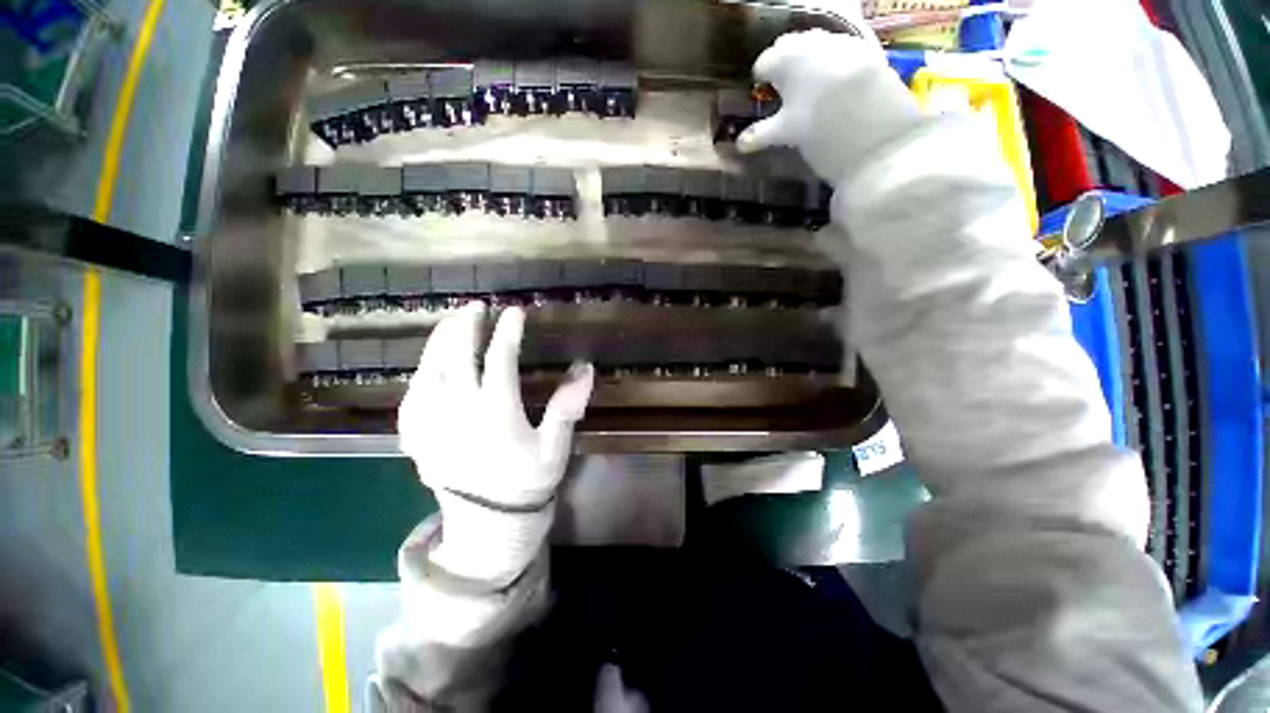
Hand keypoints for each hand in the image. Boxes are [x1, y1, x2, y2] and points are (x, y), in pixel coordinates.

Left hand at [398, 302, 594, 582]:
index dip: (507, 333)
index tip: (515, 313)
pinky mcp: (416, 438)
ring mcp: (431, 425)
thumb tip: (584, 367)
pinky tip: (427, 364)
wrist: (488, 524)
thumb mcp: (554, 447)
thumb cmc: (526, 482)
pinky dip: (419, 373)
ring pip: (428, 372)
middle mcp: (458, 412)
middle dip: (466, 328)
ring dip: (439, 343)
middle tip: (474, 307)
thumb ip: (567, 407)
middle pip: (456, 358)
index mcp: (495, 413)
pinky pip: (411, 397)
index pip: (499, 361)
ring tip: (450, 324)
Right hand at [737, 29, 922, 184]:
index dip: (761, 80)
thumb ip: (761, 134)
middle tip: (784, 90)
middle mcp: (811, 41)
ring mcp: (840, 41)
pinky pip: (841, 51)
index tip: (763, 93)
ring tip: (810, 88)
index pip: (764, 64)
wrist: (873, 126)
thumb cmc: (816, 126)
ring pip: (816, 46)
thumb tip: (740, 143)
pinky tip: (836, 85)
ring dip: (809, 62)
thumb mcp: (785, 133)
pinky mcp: (866, 50)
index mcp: (785, 58)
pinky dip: (833, 64)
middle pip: (789, 48)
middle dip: (785, 66)